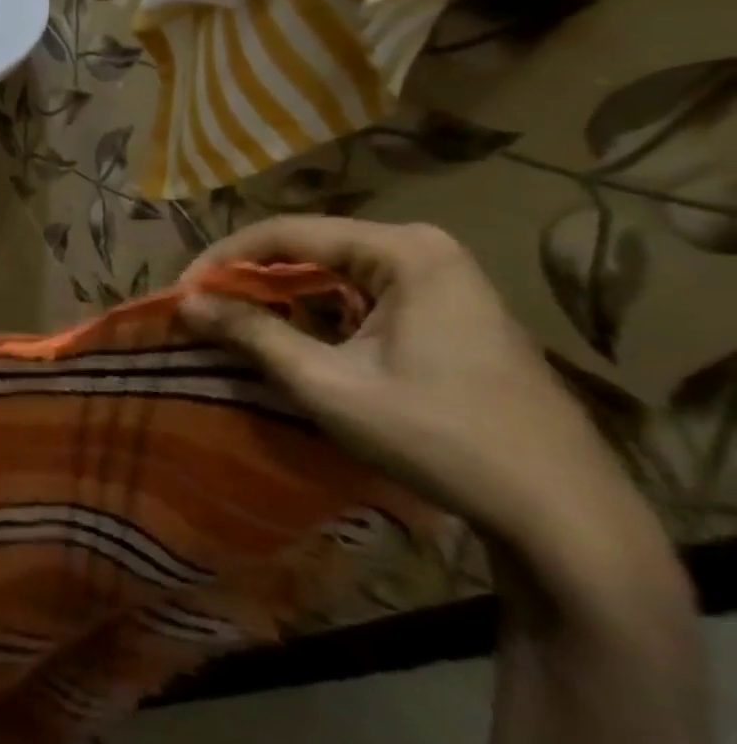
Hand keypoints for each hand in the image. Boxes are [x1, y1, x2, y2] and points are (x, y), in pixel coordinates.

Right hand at [176, 217, 661, 588]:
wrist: (562, 511)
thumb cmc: (437, 435)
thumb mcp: (327, 383)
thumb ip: (251, 333)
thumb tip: (185, 302)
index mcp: (402, 250)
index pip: (283, 232)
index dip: (222, 260)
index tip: (181, 294)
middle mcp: (422, 249)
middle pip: (307, 247)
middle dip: (248, 278)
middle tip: (202, 310)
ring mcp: (441, 280)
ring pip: (331, 272)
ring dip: (279, 296)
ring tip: (233, 324)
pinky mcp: (447, 312)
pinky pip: (358, 294)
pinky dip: (315, 312)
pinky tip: (290, 339)